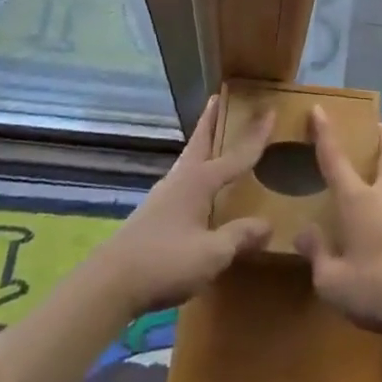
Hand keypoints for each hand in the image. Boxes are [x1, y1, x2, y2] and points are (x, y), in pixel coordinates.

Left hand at [94, 98, 273, 314]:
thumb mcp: (211, 254)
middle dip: (211, 120)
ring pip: (189, 160)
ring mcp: (163, 195)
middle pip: (200, 142)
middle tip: (218, 98)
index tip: (270, 111)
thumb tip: (268, 224)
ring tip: (212, 137)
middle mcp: (181, 180)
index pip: (236, 155)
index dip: (256, 136)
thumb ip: (239, 236)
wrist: (111, 283)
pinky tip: (197, 186)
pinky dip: (195, 170)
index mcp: (199, 182)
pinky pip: (182, 180)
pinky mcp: (153, 213)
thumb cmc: (165, 261)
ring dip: (202, 144)